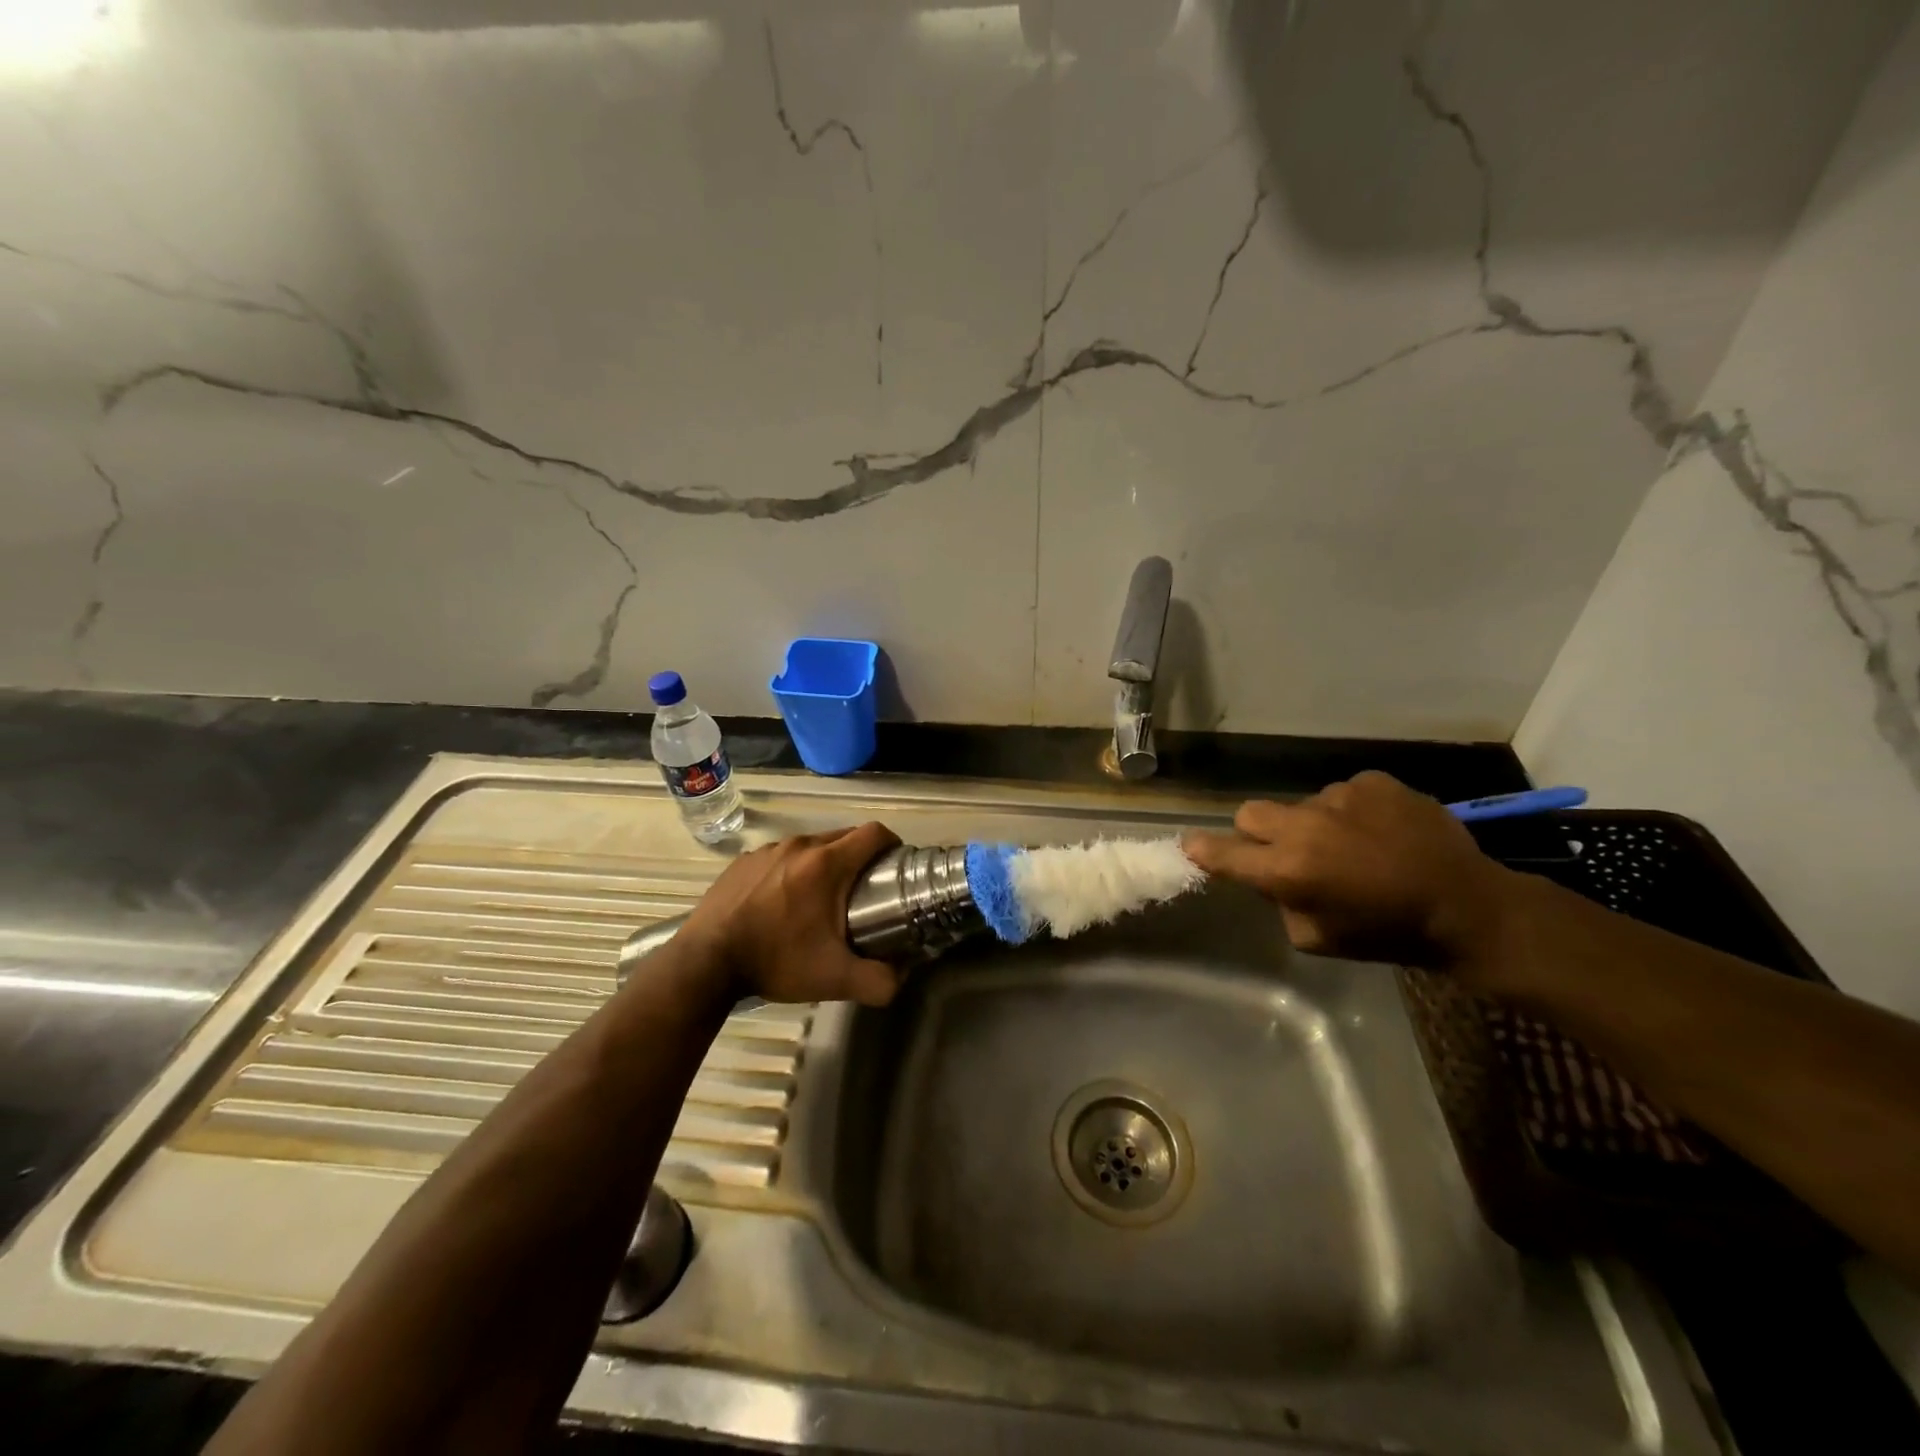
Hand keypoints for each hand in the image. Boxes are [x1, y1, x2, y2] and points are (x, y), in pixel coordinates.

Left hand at [678, 822, 903, 1005]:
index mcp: (827, 863)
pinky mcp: (743, 861)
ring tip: (821, 900)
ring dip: (824, 864)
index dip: (892, 845)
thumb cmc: (775, 961)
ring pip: (811, 846)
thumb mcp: (834, 979)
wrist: (705, 963)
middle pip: (844, 836)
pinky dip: (792, 871)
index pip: (874, 833)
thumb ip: (879, 981)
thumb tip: (904, 975)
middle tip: (863, 891)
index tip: (894, 867)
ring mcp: (768, 850)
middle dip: (860, 857)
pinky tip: (782, 903)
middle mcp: (799, 846)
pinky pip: (781, 856)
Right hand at [1182, 772, 1517, 974]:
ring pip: (1302, 805)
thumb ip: (1281, 904)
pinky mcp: (1373, 782)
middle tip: (1286, 852)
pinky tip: (1381, 832)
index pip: (1223, 853)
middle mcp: (1304, 826)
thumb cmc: (1388, 934)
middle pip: (1250, 814)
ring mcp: (1339, 797)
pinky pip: (1343, 794)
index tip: (1191, 845)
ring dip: (1313, 825)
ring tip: (1354, 846)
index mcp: (1288, 870)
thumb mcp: (1318, 939)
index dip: (1202, 849)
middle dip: (1257, 833)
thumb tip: (1273, 879)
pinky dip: (1351, 813)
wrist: (1468, 906)